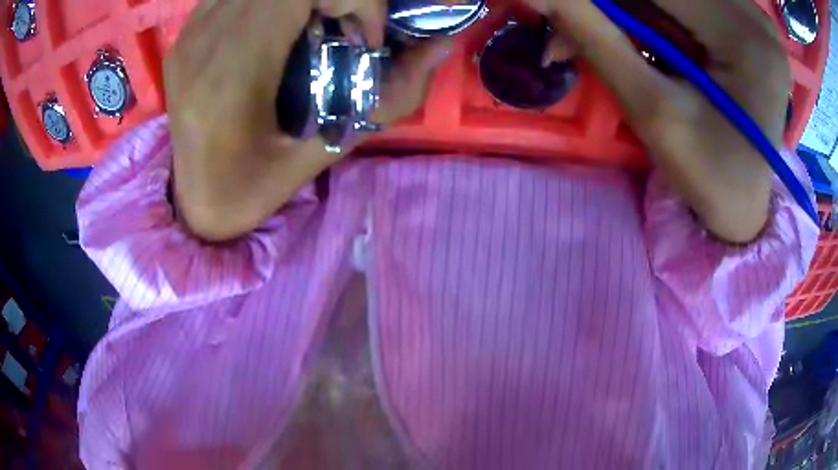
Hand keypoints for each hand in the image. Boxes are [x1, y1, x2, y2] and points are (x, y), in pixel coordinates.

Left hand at [166, 0, 451, 241]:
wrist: (194, 201)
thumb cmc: (254, 188)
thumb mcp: (329, 149)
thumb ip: (391, 95)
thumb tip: (441, 45)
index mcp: (232, 73)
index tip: (364, 36)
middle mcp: (204, 42)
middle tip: (344, 25)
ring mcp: (189, 35)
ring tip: (312, 24)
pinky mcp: (184, 35)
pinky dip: (270, 0)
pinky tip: (276, 26)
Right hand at [527, 0, 789, 242]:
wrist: (746, 206)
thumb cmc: (709, 177)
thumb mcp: (651, 110)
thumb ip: (594, 37)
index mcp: (747, 37)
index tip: (556, 9)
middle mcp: (753, 15)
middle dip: (614, 7)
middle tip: (569, 29)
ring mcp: (751, 17)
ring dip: (629, 10)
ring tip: (601, 40)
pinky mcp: (745, 24)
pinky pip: (687, 4)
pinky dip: (652, 14)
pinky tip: (640, 40)